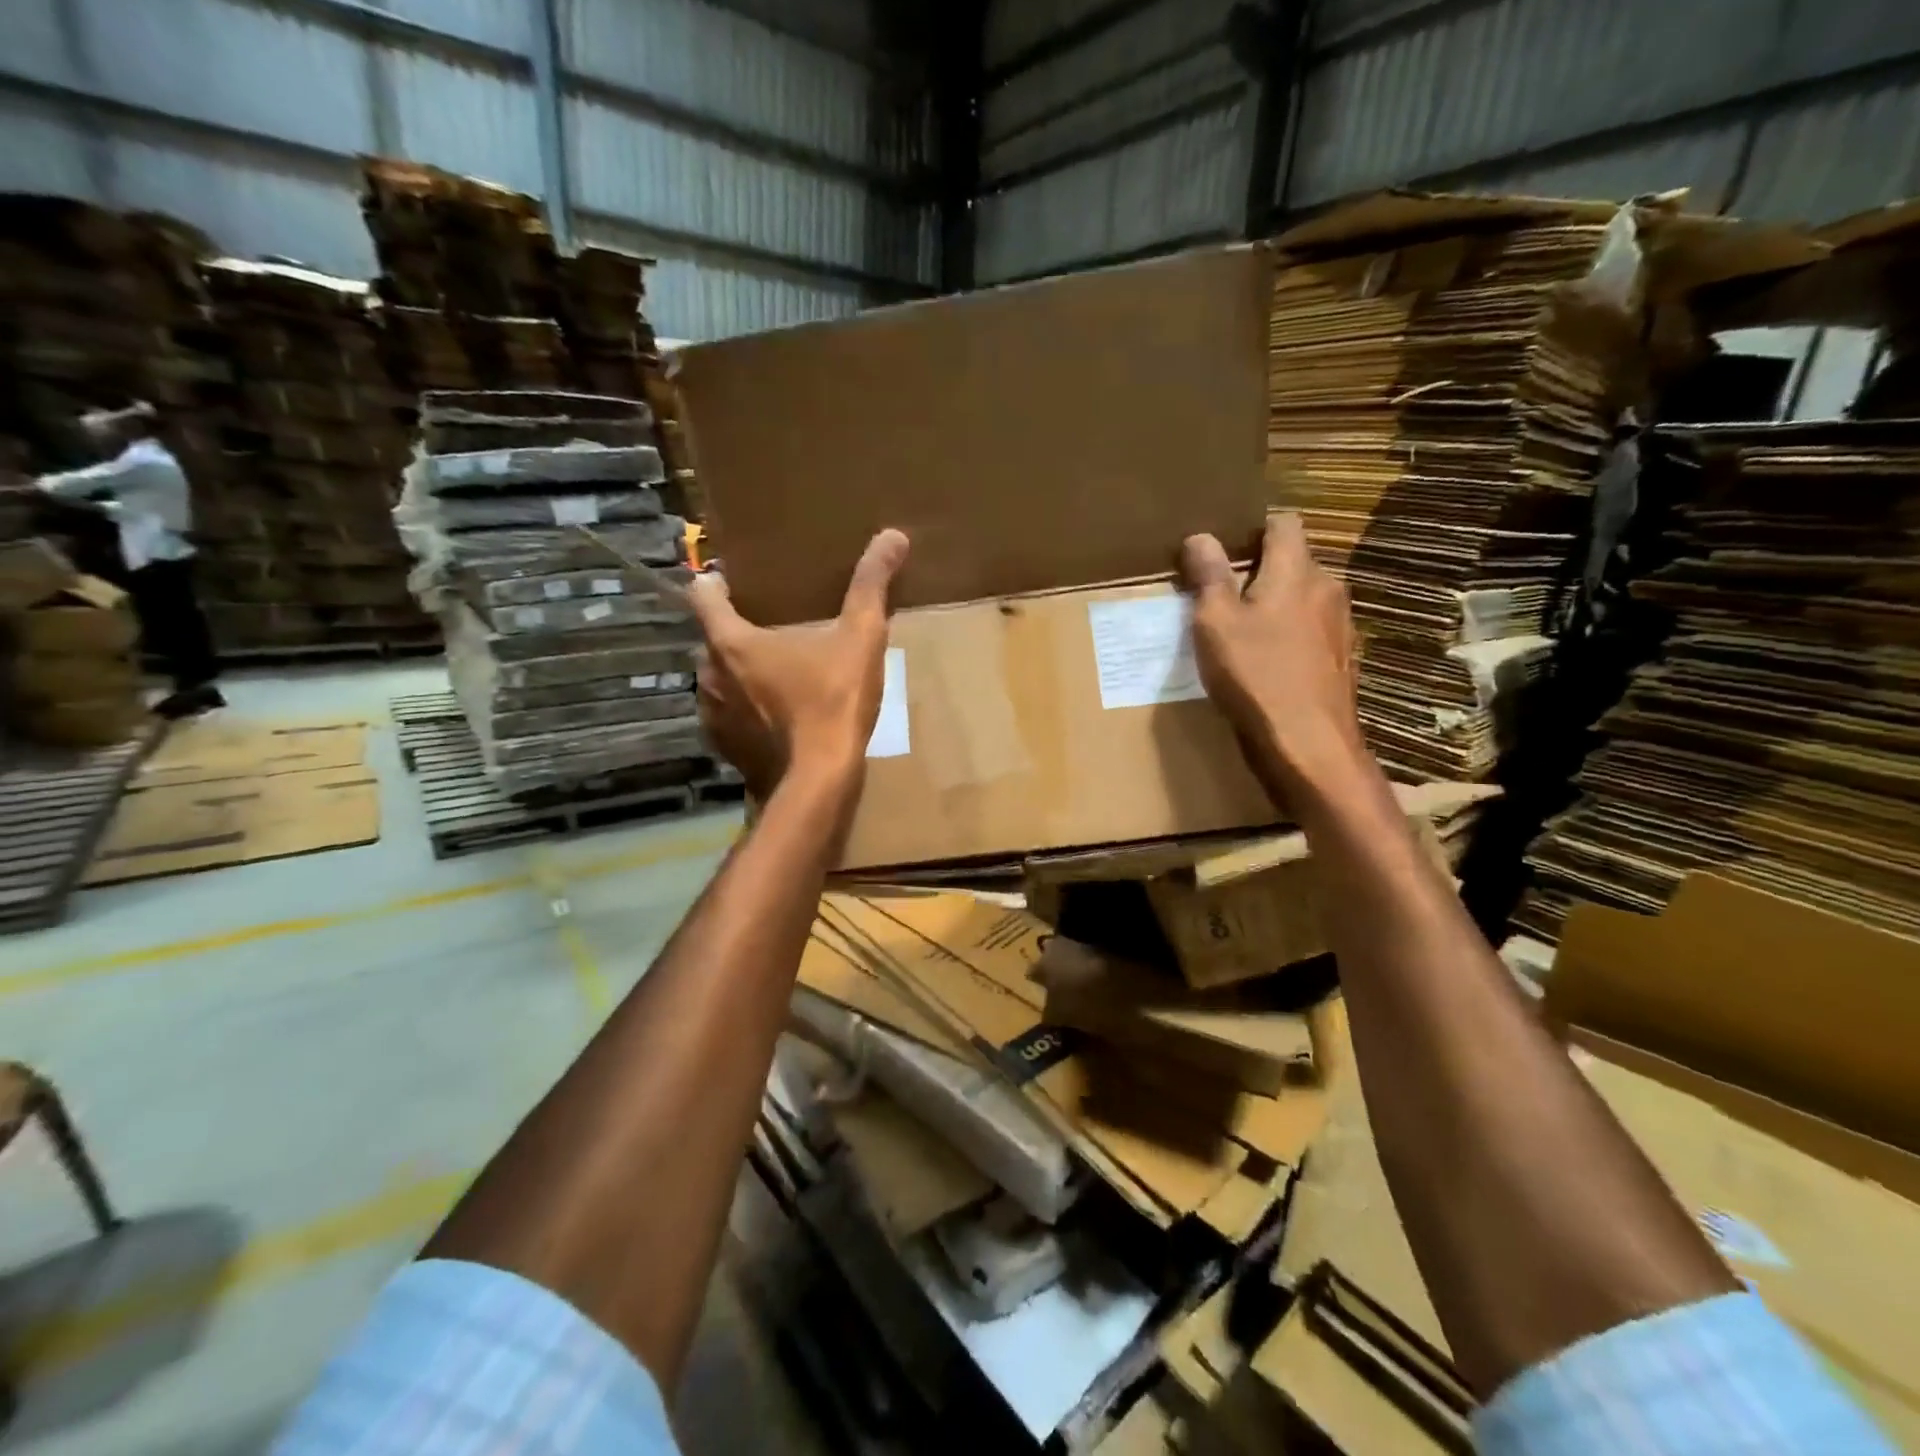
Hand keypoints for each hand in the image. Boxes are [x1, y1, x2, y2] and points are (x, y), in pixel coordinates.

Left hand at [689, 529, 908, 803]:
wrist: (819, 782)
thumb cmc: (833, 703)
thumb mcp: (860, 639)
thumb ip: (871, 585)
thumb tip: (894, 535)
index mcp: (731, 641)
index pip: (703, 594)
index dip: (716, 582)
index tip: (735, 579)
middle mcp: (709, 673)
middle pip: (713, 637)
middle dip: (737, 630)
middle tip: (773, 628)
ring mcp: (712, 714)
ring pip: (719, 678)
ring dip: (740, 672)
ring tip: (777, 672)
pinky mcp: (723, 747)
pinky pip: (727, 715)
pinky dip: (745, 709)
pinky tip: (777, 715)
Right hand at [1182, 513, 1368, 799]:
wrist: (1308, 743)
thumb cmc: (1256, 675)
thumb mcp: (1215, 623)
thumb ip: (1208, 576)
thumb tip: (1200, 536)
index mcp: (1297, 569)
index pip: (1284, 522)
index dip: (1254, 528)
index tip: (1224, 549)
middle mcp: (1327, 587)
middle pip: (1294, 560)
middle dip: (1260, 570)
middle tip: (1221, 594)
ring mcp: (1340, 624)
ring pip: (1303, 597)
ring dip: (1275, 604)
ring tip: (1241, 631)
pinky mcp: (1342, 658)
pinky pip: (1311, 630)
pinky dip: (1289, 634)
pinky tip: (1267, 662)